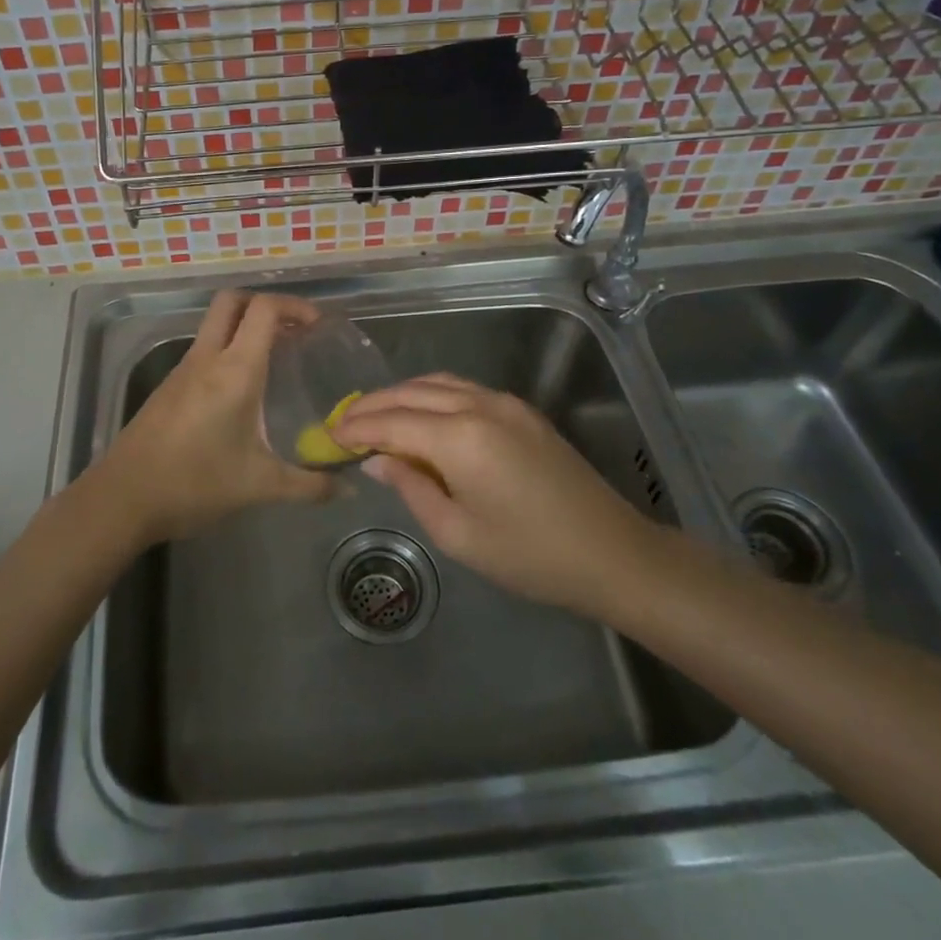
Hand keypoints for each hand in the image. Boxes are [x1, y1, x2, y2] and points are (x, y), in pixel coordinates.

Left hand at [89, 290, 336, 544]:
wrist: (122, 499)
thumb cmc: (194, 484)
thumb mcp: (259, 486)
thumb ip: (309, 486)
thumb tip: (348, 489)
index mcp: (234, 370)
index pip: (264, 310)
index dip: (294, 306)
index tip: (318, 325)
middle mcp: (207, 358)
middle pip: (232, 301)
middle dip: (265, 304)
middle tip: (294, 331)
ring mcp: (183, 369)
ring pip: (214, 324)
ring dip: (245, 326)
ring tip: (276, 357)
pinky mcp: (169, 386)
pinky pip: (204, 349)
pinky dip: (227, 349)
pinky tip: (242, 388)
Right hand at [333, 373, 654, 620]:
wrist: (612, 553)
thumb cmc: (529, 556)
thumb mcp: (458, 534)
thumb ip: (411, 488)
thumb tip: (377, 461)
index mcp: (460, 438)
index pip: (392, 421)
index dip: (357, 427)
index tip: (329, 435)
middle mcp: (479, 405)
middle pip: (411, 392)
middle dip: (373, 405)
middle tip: (344, 424)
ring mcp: (504, 403)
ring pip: (437, 383)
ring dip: (401, 395)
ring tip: (376, 417)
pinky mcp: (522, 410)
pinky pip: (463, 389)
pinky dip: (431, 395)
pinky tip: (421, 416)